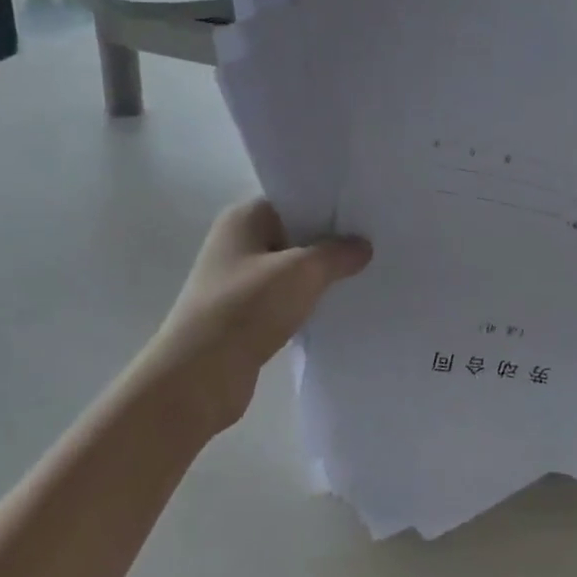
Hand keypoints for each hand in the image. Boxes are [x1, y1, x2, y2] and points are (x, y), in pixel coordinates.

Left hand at [145, 199, 371, 428]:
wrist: (200, 376)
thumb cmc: (247, 308)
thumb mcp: (301, 272)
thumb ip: (336, 254)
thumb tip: (362, 246)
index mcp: (244, 219)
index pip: (293, 199)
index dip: (329, 205)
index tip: (366, 214)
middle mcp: (237, 243)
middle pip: (294, 234)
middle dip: (330, 242)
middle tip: (376, 243)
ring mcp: (239, 281)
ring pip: (291, 270)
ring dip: (319, 277)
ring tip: (364, 276)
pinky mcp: (244, 316)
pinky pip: (284, 300)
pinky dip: (307, 303)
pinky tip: (337, 309)